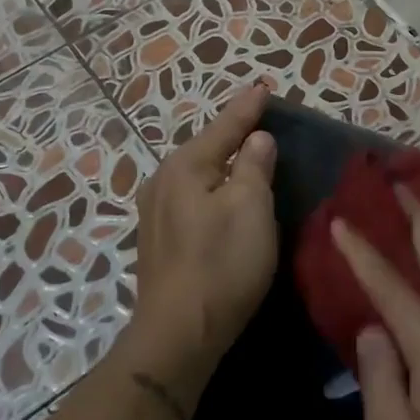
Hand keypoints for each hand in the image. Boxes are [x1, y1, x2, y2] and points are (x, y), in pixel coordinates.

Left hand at [128, 85, 277, 388]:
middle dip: (232, 132)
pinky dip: (212, 188)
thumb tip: (256, 139)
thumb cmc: (221, 264)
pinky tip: (221, 194)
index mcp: (184, 167)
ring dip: (221, 162)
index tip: (263, 87)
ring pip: (196, 174)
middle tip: (259, 118)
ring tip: (244, 152)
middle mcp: (162, 182)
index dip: (247, 108)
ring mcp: (155, 213)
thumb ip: (254, 166)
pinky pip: (191, 198)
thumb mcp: (250, 208)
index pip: (224, 127)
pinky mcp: (159, 240)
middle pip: (205, 148)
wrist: (178, 333)